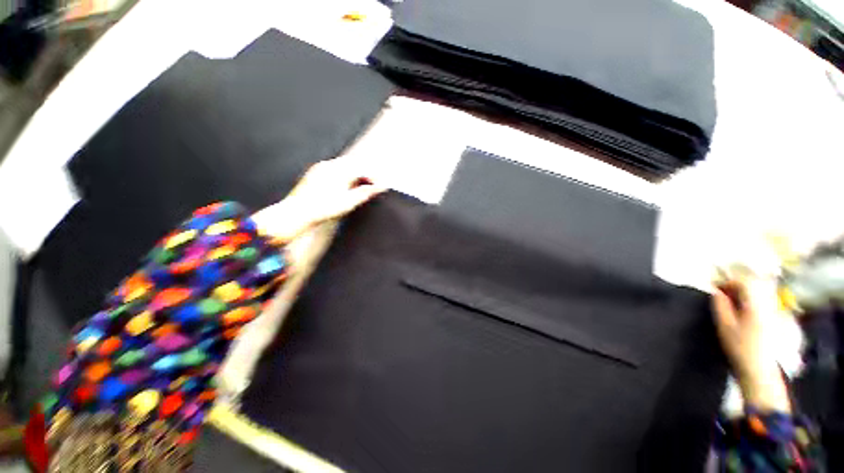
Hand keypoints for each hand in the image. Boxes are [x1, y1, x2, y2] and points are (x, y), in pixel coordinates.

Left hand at [252, 157, 385, 240]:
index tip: (380, 185)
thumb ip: (365, 193)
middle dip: (366, 173)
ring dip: (355, 173)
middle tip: (373, 185)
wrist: (297, 213)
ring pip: (344, 165)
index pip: (363, 168)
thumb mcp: (348, 203)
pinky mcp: (314, 173)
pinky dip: (345, 174)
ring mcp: (320, 168)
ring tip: (361, 186)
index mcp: (339, 171)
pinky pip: (334, 168)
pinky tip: (345, 186)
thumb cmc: (322, 209)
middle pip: (354, 163)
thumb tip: (380, 187)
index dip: (374, 176)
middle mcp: (329, 165)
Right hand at [712, 276, 791, 412]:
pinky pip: (762, 300)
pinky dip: (750, 299)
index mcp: (755, 304)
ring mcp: (772, 310)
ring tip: (729, 300)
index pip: (744, 282)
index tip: (715, 287)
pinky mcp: (773, 317)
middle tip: (721, 293)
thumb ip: (720, 305)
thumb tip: (715, 291)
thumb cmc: (739, 346)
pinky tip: (741, 308)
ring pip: (758, 291)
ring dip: (743, 291)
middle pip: (753, 284)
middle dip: (736, 285)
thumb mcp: (725, 325)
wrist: (759, 368)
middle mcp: (767, 303)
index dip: (727, 281)